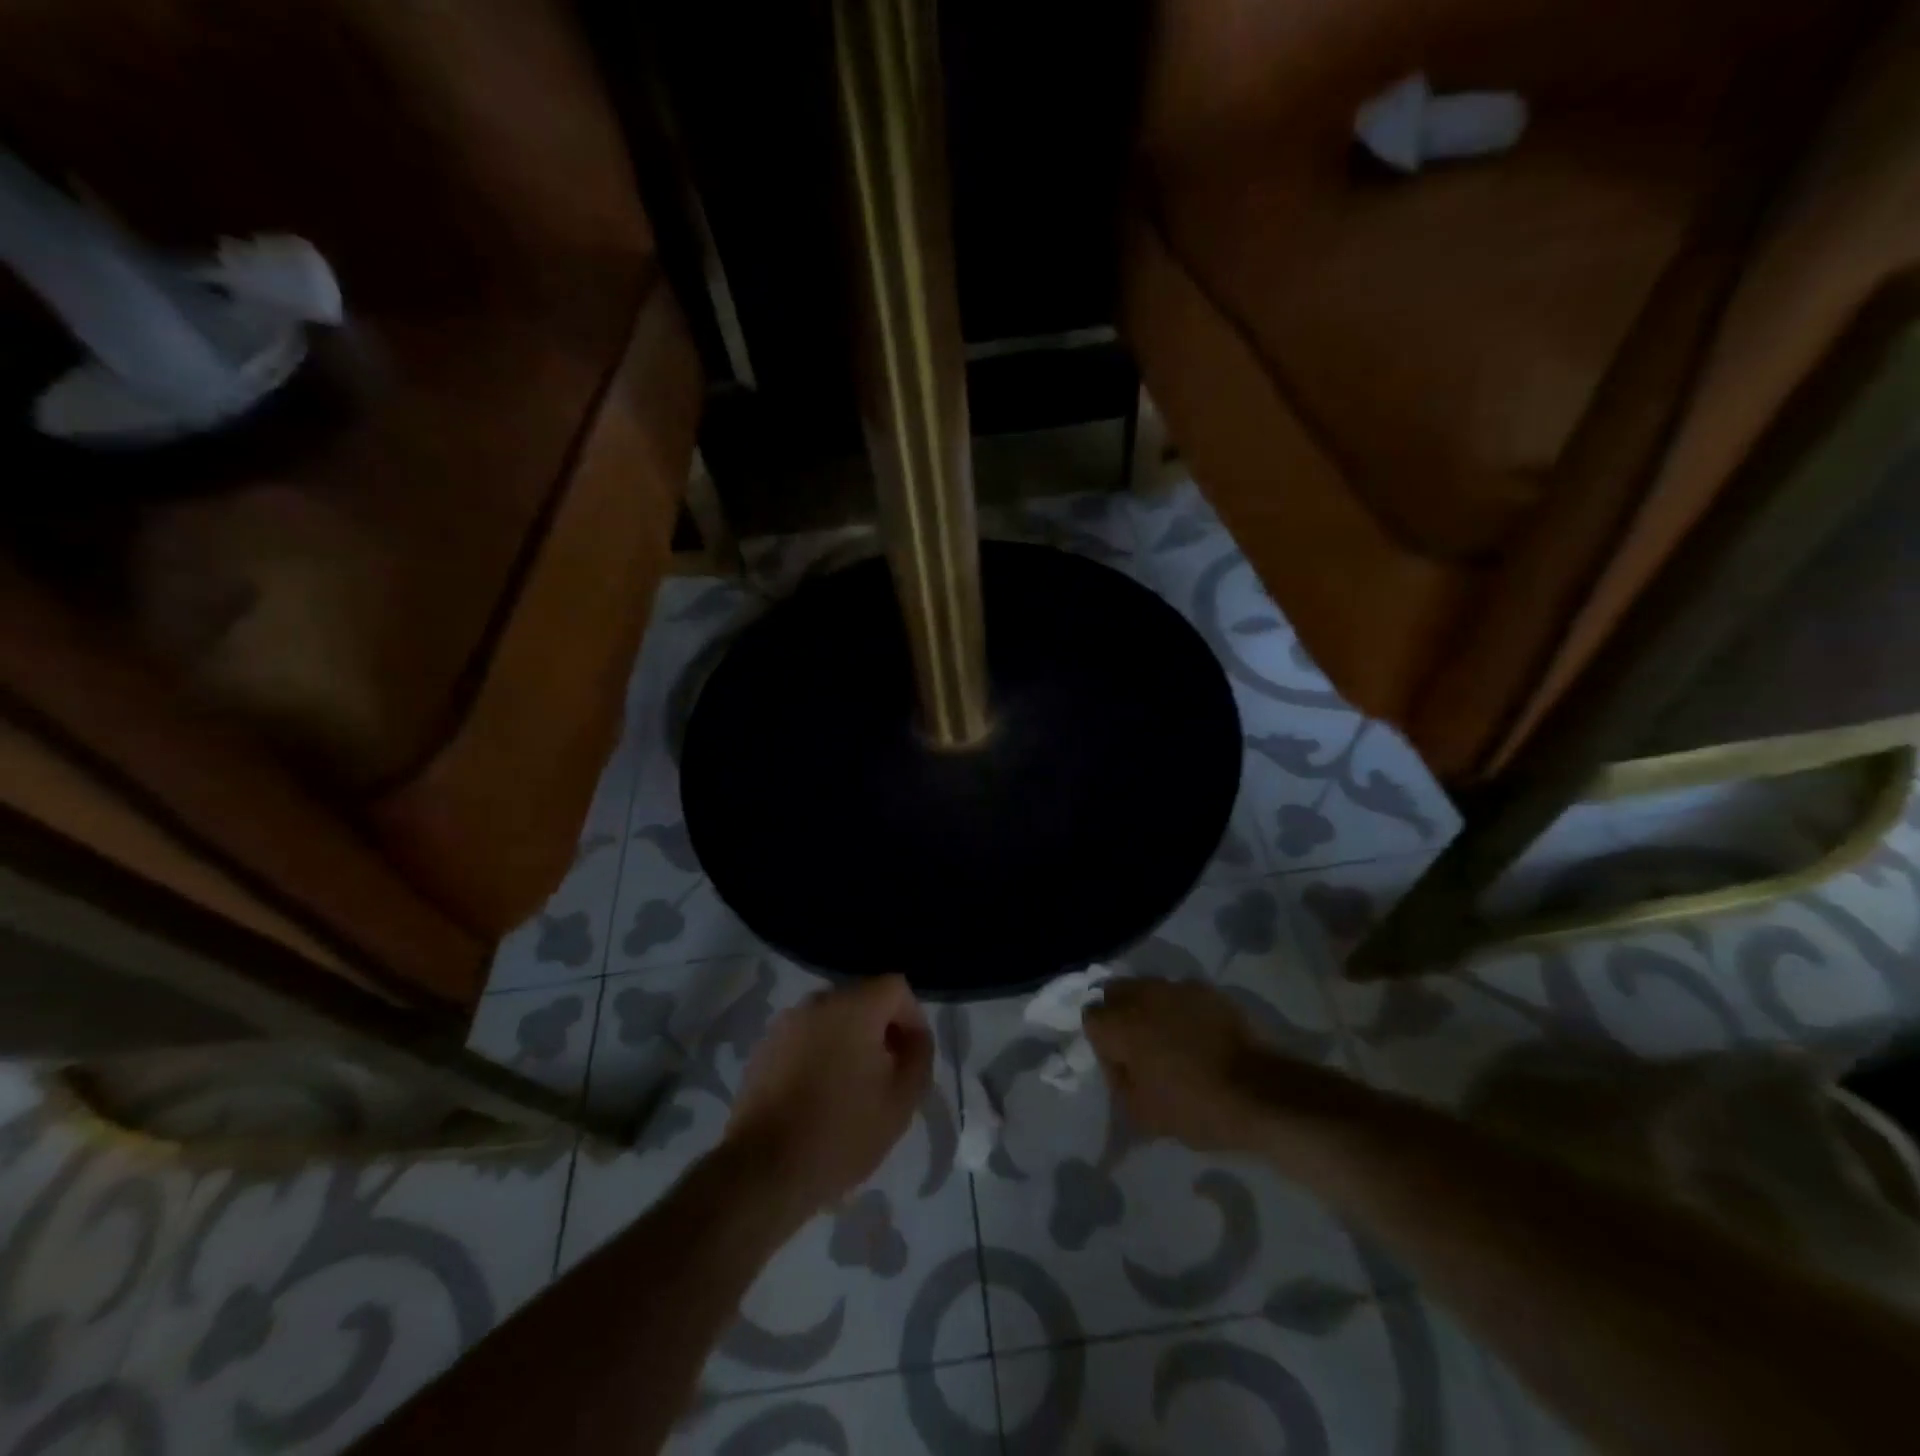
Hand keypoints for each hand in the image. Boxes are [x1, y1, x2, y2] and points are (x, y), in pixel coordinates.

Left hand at [726, 975, 934, 1214]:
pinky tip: (819, 1096)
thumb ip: (918, 1057)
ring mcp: (786, 1023)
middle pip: (863, 1000)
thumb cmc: (841, 1133)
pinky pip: (806, 1037)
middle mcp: (818, 1002)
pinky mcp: (764, 1048)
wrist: (763, 1171)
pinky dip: (820, 1054)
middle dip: (881, 1030)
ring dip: (850, 1042)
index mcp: (854, 1007)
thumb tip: (914, 1037)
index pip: (896, 988)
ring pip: (833, 1019)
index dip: (912, 1018)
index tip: (912, 1057)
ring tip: (853, 1088)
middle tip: (887, 1075)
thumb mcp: (901, 1101)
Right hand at [1084, 979, 1269, 1151]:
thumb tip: (1119, 1068)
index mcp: (1121, 1024)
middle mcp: (1143, 995)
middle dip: (1119, 1015)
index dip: (1101, 1043)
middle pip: (1114, 993)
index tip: (1120, 1066)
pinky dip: (1180, 1009)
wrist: (1260, 1093)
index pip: (1090, 1018)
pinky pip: (1180, 994)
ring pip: (1147, 989)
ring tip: (1168, 1040)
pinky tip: (1196, 1035)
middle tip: (1138, 1048)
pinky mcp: (1207, 990)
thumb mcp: (1142, 1115)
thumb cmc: (1195, 1107)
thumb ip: (1118, 1085)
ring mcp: (1177, 988)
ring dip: (1148, 1009)